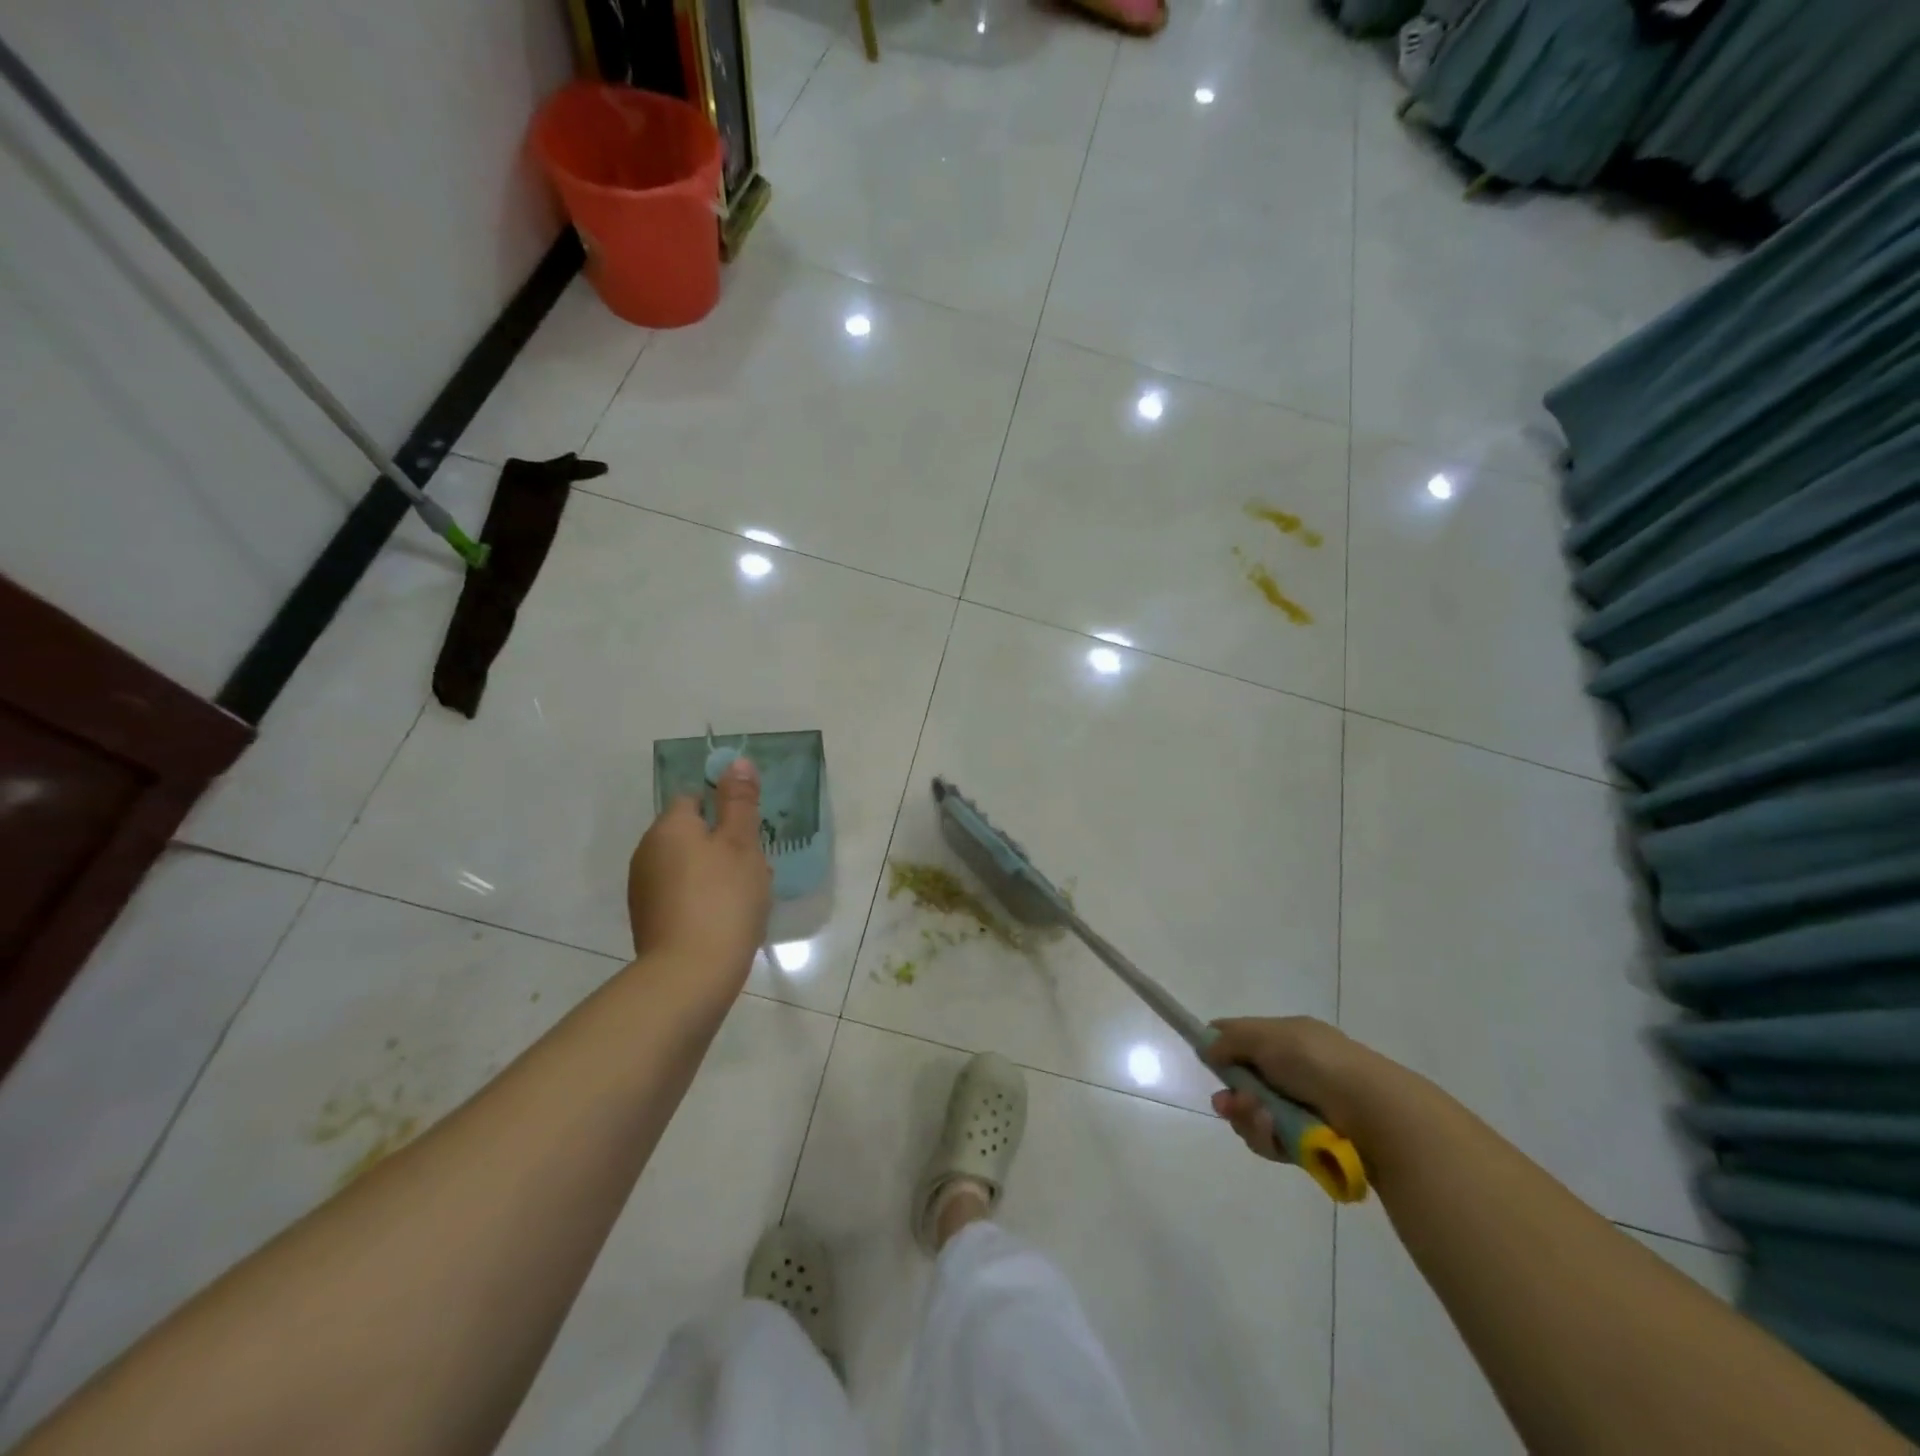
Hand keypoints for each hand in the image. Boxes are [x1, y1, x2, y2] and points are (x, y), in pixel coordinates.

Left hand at [627, 756, 772, 982]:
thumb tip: (736, 761)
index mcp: (669, 826)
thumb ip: (740, 801)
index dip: (723, 807)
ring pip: (686, 865)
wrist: (690, 974)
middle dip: (722, 843)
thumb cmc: (724, 898)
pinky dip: (701, 898)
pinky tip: (724, 918)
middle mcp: (647, 851)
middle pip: (690, 833)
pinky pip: (680, 894)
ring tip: (744, 896)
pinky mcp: (648, 920)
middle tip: (754, 865)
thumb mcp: (742, 843)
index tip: (749, 830)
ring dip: (713, 872)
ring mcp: (643, 888)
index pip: (693, 797)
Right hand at [1203, 1016, 1397, 1161]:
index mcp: (1289, 1038)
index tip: (1205, 1059)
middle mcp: (1295, 1071)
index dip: (1222, 1047)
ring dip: (1250, 1118)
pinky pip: (1274, 1142)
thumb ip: (1231, 1040)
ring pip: (1256, 1115)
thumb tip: (1206, 1047)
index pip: (1245, 1038)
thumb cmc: (1318, 1063)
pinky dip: (1270, 1139)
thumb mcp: (1267, 1037)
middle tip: (1227, 1104)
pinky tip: (1277, 1135)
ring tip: (1262, 1120)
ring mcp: (1303, 1108)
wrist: (1375, 1113)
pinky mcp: (1309, 1143)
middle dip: (1232, 1095)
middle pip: (1245, 1083)